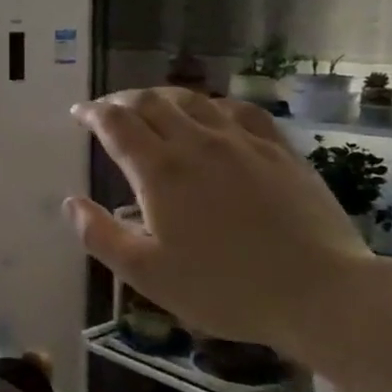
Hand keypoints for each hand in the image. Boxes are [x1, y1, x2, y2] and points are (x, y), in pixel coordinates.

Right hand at [66, 88, 371, 352]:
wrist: (321, 293)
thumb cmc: (224, 289)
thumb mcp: (147, 274)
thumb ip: (100, 236)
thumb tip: (70, 203)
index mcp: (160, 171)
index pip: (116, 123)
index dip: (92, 113)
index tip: (78, 114)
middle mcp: (197, 143)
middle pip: (151, 102)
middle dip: (122, 100)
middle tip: (108, 109)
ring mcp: (242, 142)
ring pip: (193, 100)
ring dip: (163, 97)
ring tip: (152, 107)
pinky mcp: (279, 150)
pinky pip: (238, 111)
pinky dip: (212, 105)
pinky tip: (213, 115)